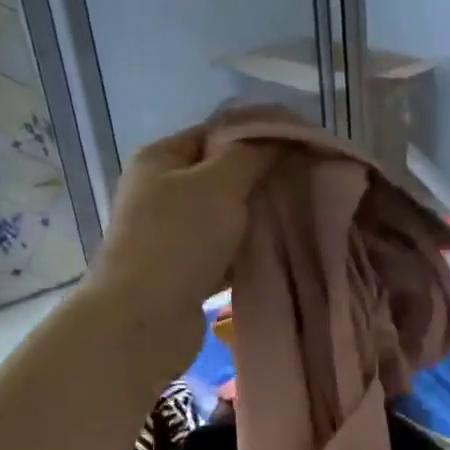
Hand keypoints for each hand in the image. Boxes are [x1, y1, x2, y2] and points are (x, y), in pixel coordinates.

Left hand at [91, 122, 282, 369]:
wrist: (146, 317)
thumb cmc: (180, 239)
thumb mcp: (220, 184)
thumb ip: (252, 155)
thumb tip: (281, 136)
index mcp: (161, 158)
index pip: (215, 133)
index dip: (256, 135)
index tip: (299, 147)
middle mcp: (161, 192)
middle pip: (220, 175)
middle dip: (260, 180)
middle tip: (304, 184)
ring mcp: (170, 234)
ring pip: (224, 217)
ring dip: (255, 219)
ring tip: (297, 218)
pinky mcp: (183, 271)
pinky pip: (223, 252)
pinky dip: (246, 252)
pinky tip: (277, 253)